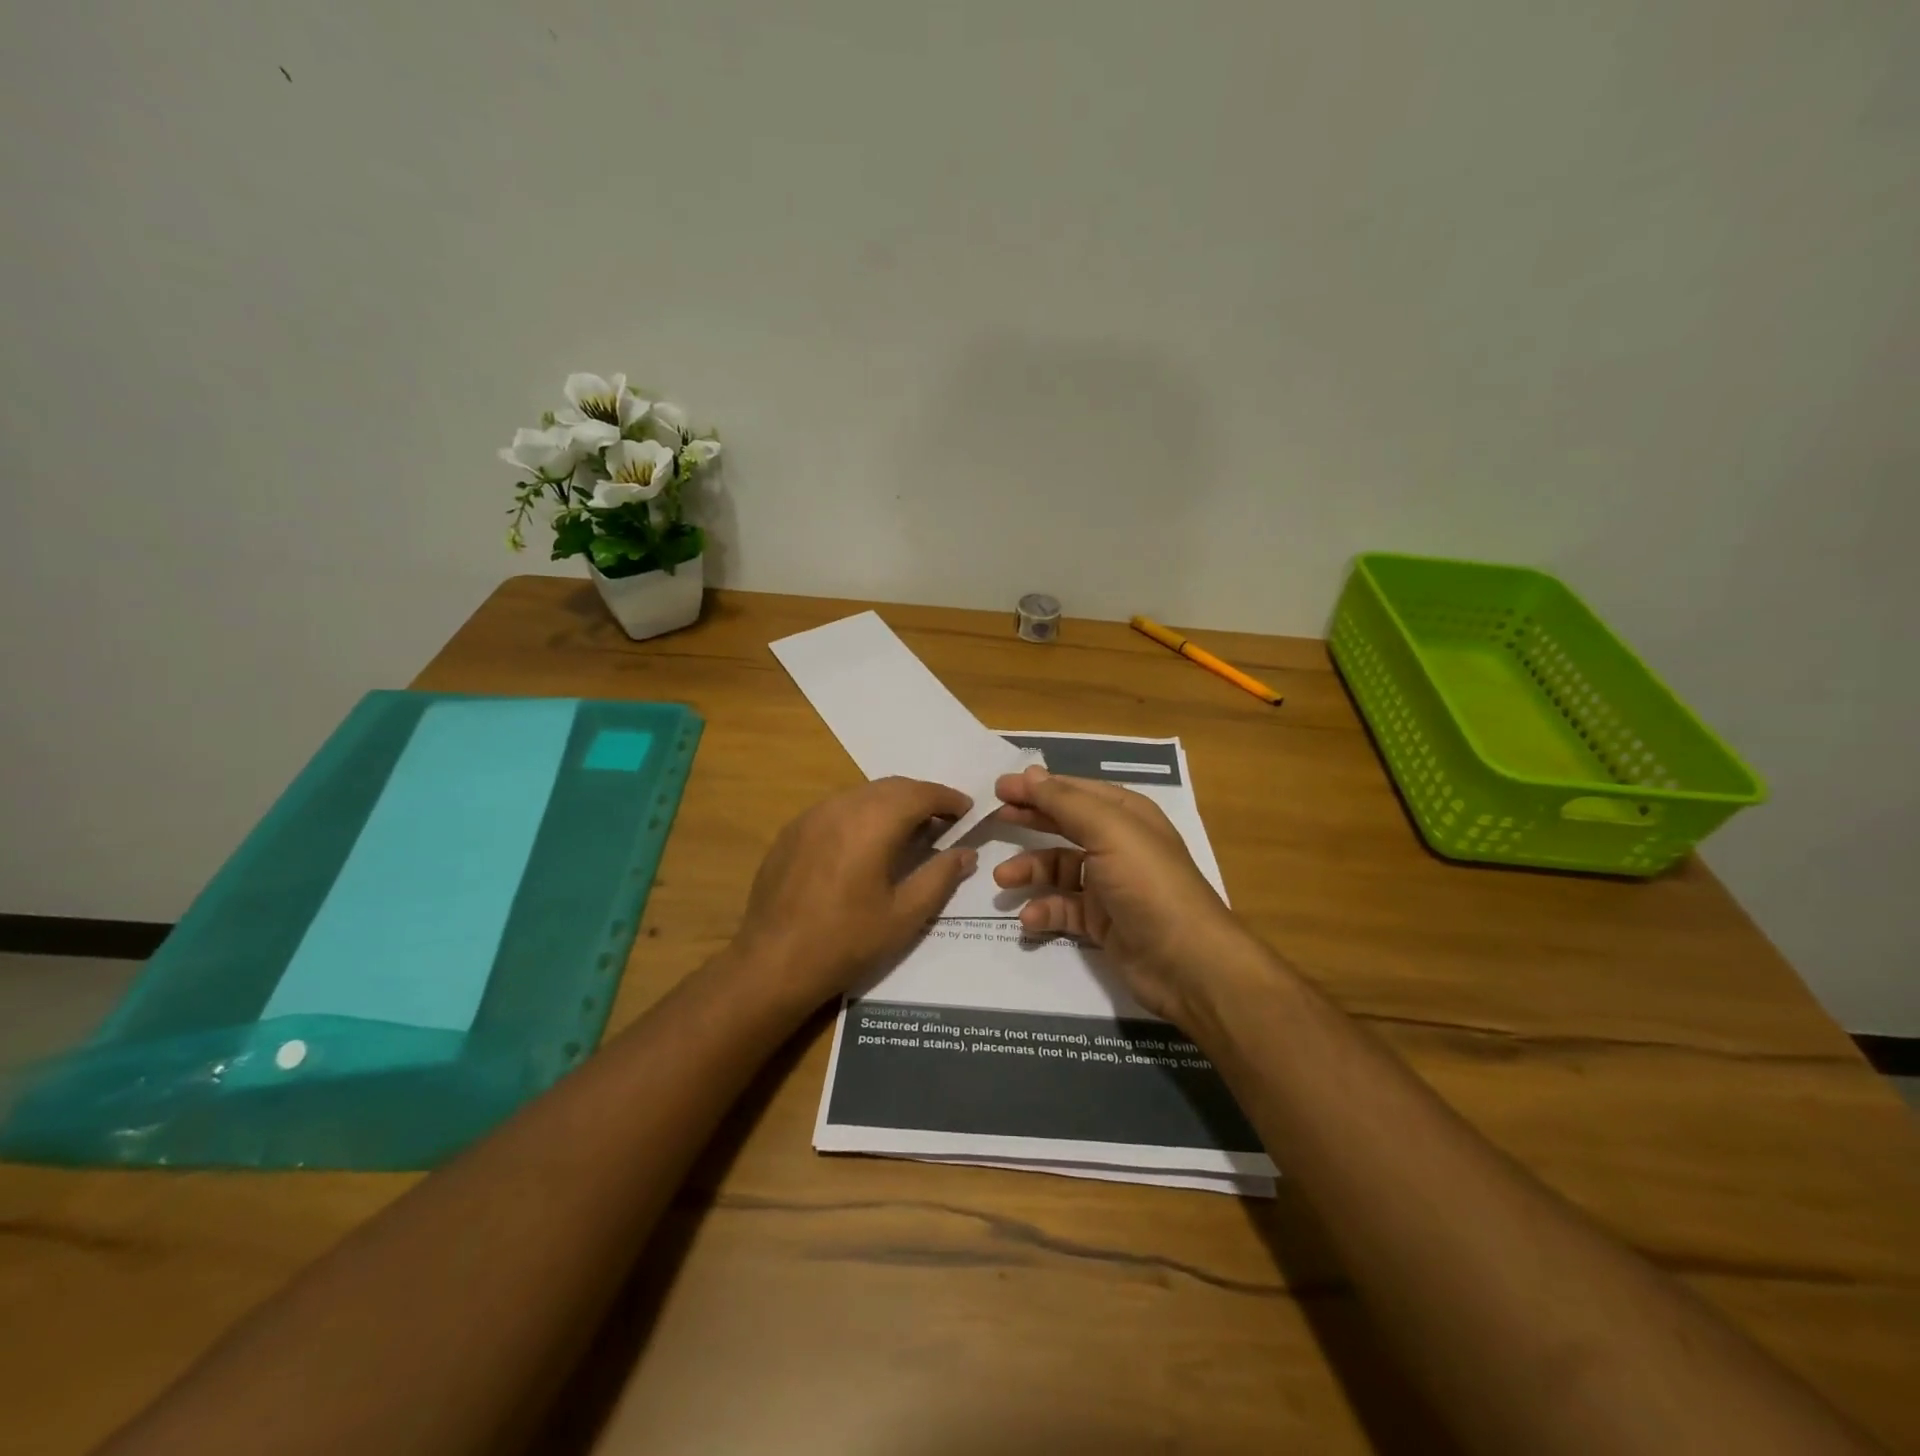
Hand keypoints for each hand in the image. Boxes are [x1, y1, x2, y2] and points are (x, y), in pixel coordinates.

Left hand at [734, 777, 978, 1008]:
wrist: (773, 962)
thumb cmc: (846, 941)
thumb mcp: (904, 915)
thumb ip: (940, 877)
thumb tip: (966, 853)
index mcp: (872, 823)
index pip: (920, 794)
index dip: (948, 799)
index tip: (967, 812)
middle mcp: (841, 807)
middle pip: (892, 786)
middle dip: (922, 797)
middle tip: (944, 821)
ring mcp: (811, 816)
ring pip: (863, 793)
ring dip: (892, 803)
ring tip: (909, 830)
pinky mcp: (792, 831)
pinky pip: (837, 808)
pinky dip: (862, 813)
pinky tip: (866, 843)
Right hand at [991, 765, 1255, 1021]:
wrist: (1187, 963)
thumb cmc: (1148, 885)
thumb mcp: (1108, 832)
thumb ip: (1065, 802)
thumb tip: (1029, 773)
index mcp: (1127, 816)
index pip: (1075, 791)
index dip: (1039, 787)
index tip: (999, 788)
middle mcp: (1118, 845)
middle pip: (1065, 825)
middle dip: (1031, 820)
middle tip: (993, 820)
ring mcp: (1110, 886)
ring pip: (1059, 869)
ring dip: (1030, 871)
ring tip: (1002, 878)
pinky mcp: (1102, 923)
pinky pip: (1064, 909)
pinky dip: (1045, 911)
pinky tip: (1029, 920)